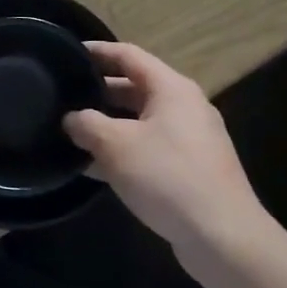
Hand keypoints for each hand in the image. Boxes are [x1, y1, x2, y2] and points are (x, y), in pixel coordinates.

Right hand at [63, 42, 268, 252]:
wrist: (222, 236)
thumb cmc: (166, 176)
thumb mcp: (115, 145)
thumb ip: (86, 124)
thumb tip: (71, 118)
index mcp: (171, 89)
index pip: (129, 55)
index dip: (98, 51)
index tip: (68, 53)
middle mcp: (184, 107)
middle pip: (135, 88)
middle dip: (99, 91)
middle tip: (64, 95)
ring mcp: (190, 140)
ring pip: (140, 121)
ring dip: (108, 125)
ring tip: (71, 131)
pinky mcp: (190, 170)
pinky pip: (148, 148)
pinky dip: (122, 151)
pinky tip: (94, 168)